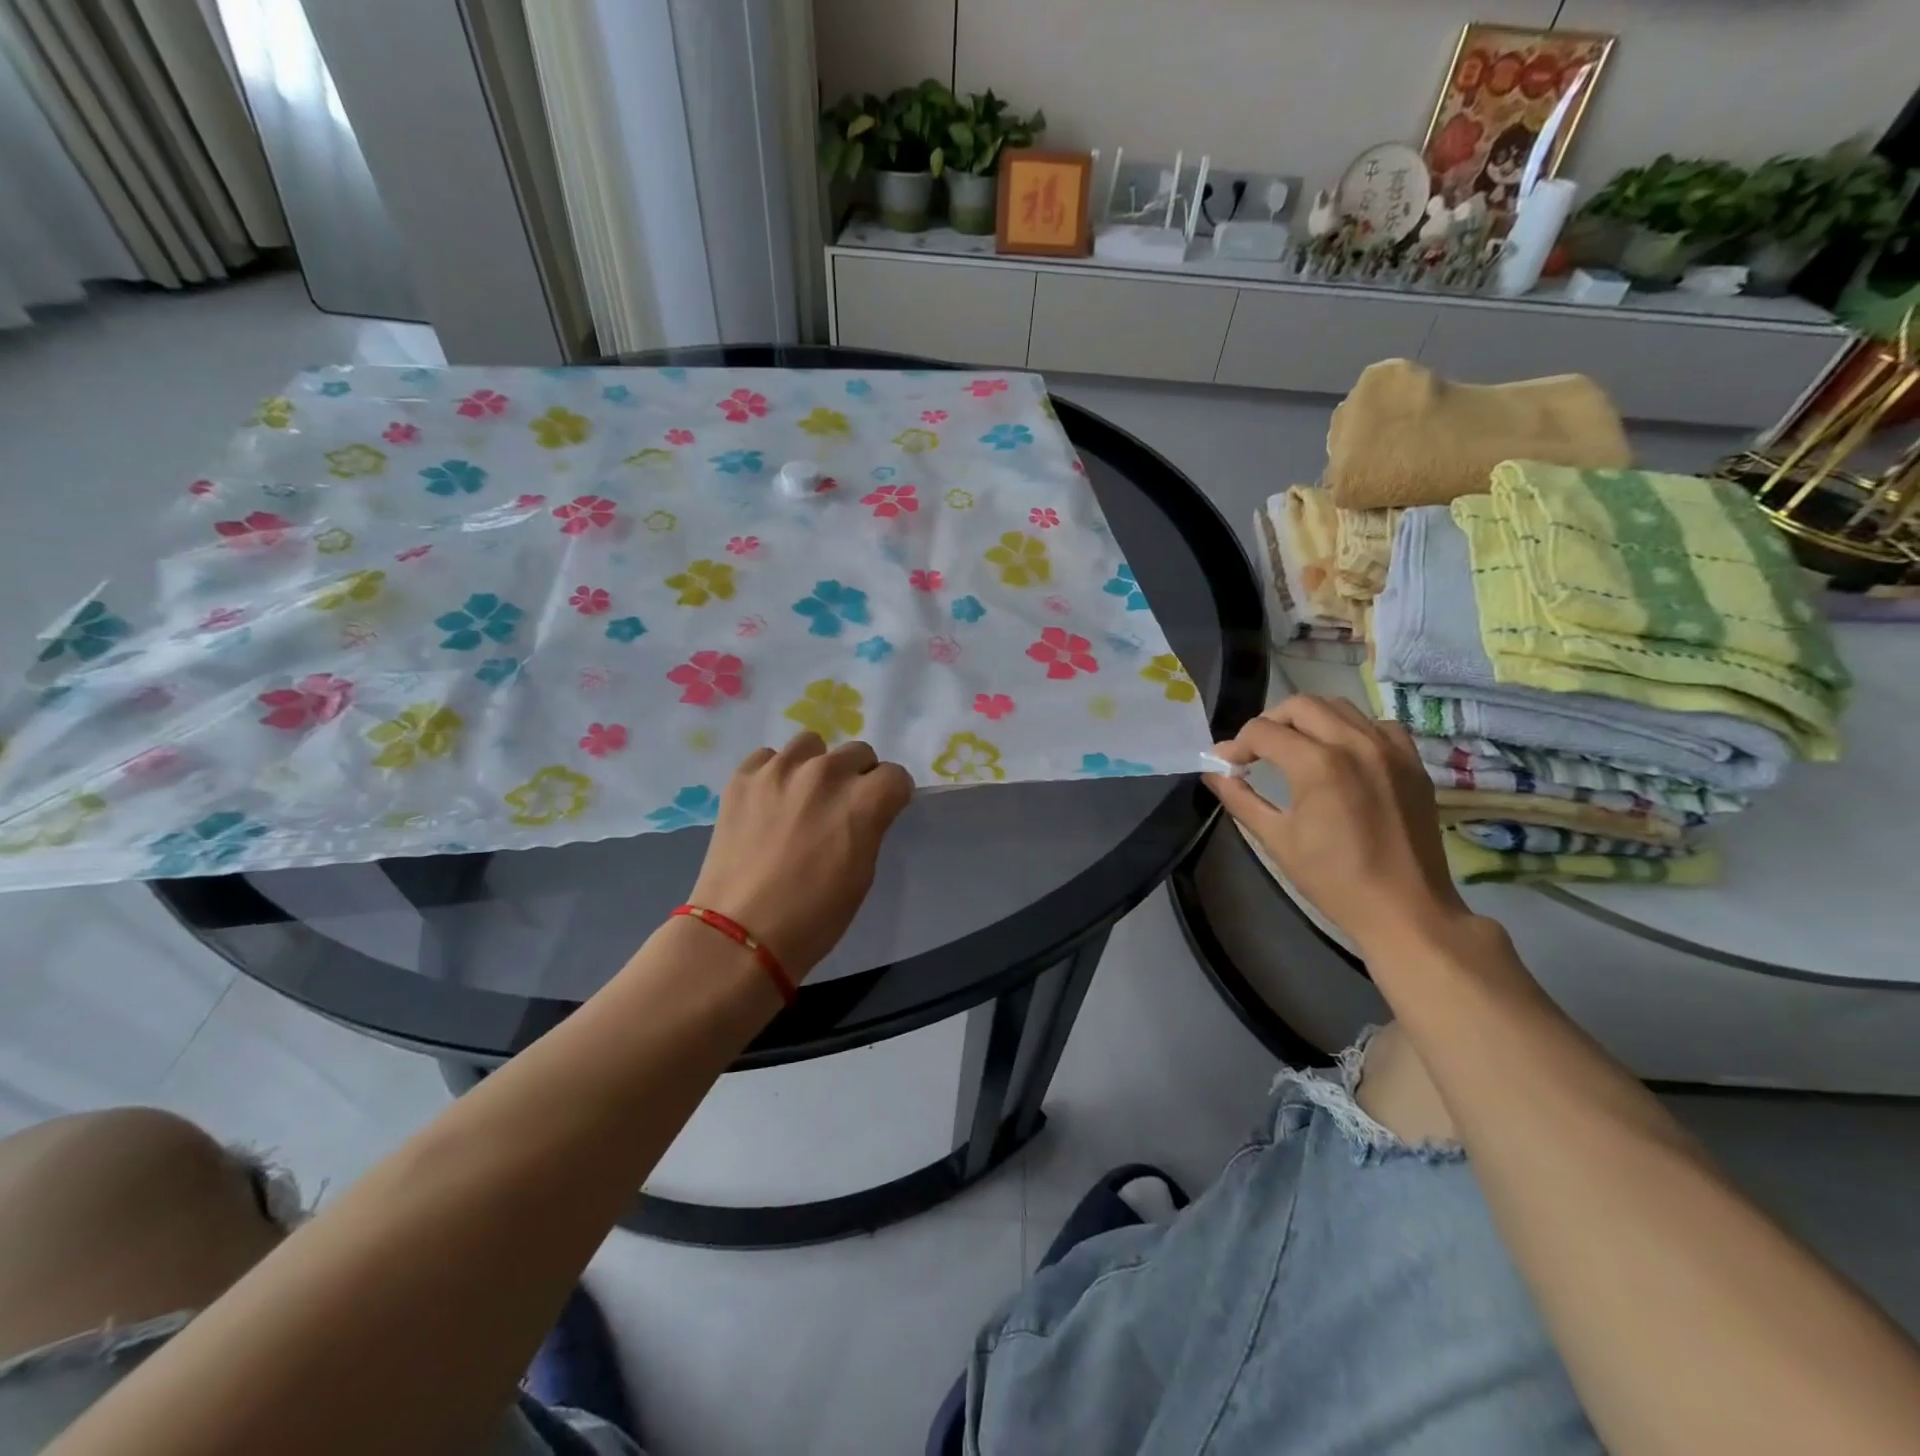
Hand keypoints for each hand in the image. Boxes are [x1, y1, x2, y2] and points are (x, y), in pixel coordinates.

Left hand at [687, 733, 912, 980]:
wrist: (740, 933)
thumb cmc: (814, 916)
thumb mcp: (863, 872)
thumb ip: (869, 826)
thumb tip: (864, 810)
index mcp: (863, 800)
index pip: (895, 775)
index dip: (891, 795)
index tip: (881, 811)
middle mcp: (826, 772)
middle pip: (858, 752)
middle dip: (857, 776)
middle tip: (841, 807)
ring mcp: (780, 770)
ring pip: (812, 744)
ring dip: (815, 765)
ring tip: (802, 797)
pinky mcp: (743, 777)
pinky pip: (768, 757)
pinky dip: (774, 773)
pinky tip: (768, 802)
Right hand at [1203, 696, 1470, 959]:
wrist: (1404, 909)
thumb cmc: (1333, 879)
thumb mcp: (1276, 839)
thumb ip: (1240, 798)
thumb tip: (1213, 772)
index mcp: (1317, 765)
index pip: (1263, 732)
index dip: (1237, 745)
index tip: (1228, 764)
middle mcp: (1355, 743)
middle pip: (1299, 705)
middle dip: (1269, 722)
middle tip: (1257, 751)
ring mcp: (1389, 749)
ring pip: (1338, 706)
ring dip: (1308, 720)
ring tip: (1295, 748)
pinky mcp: (1411, 761)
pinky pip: (1375, 724)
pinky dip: (1351, 729)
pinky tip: (1341, 755)